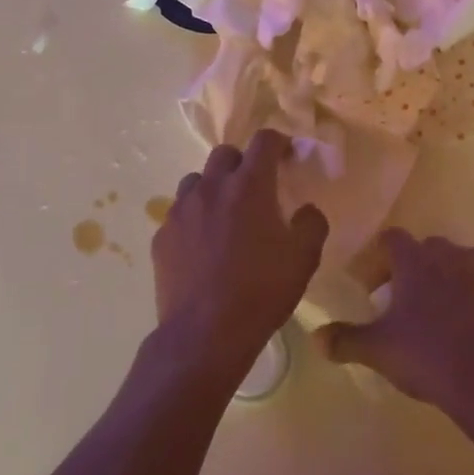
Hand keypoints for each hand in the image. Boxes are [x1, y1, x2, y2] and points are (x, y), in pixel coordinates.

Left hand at [152, 130, 328, 381]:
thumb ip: (311, 224)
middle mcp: (211, 188)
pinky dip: (194, 219)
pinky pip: (179, 214)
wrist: (205, 334)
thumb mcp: (304, 259)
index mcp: (249, 186)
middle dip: (243, 163)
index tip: (286, 155)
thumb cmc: (261, 292)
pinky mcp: (162, 236)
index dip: (278, 142)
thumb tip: (306, 210)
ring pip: (197, 181)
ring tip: (225, 215)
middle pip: (225, 154)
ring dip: (214, 188)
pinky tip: (202, 246)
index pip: (264, 141)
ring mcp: (181, 211)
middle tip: (256, 188)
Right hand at [317, 230, 473, 411]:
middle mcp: (454, 256)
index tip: (371, 288)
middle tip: (406, 303)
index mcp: (417, 261)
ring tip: (445, 315)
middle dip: (416, 269)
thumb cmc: (428, 356)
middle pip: (430, 249)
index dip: (378, 259)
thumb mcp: (378, 351)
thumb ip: (345, 340)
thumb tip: (316, 338)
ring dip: (454, 281)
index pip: (391, 239)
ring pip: (467, 265)